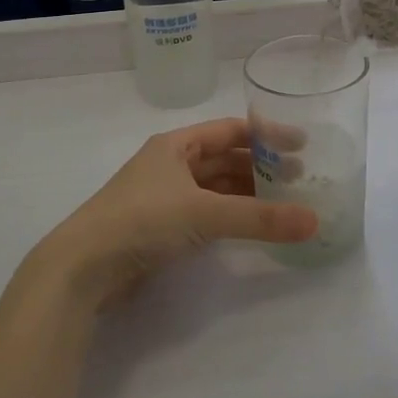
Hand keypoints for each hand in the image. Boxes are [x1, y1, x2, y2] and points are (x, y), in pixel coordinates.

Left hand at [33, 119, 318, 308]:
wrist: (82, 267)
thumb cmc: (142, 220)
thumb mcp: (205, 213)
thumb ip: (260, 218)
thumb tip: (314, 222)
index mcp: (177, 145)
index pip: (231, 130)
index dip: (266, 136)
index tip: (302, 145)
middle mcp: (171, 165)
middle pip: (226, 159)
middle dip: (261, 168)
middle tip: (301, 180)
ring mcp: (165, 197)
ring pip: (217, 189)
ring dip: (248, 194)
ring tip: (284, 204)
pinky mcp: (161, 229)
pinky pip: (207, 214)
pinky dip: (231, 217)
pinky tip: (252, 226)